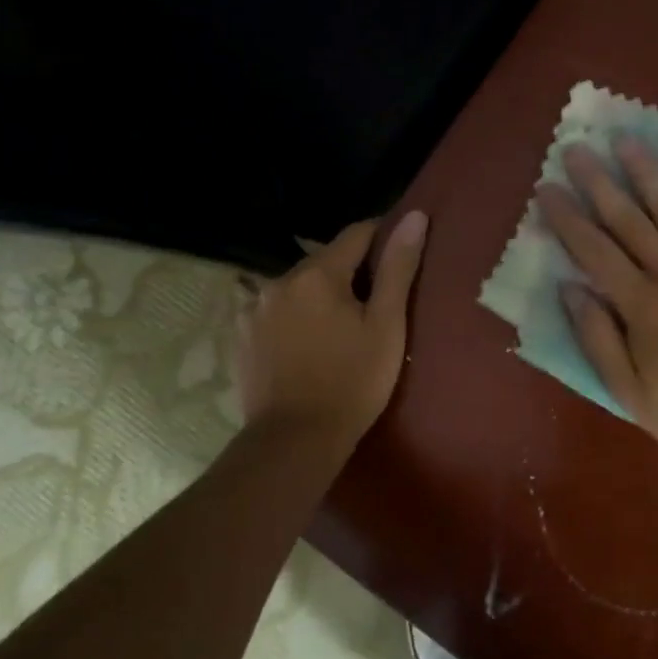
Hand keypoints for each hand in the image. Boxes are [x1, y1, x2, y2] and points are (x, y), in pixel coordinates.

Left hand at [237, 212, 427, 451]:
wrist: (295, 442)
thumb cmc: (352, 382)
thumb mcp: (386, 325)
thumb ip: (399, 267)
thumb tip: (414, 216)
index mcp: (317, 273)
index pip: (356, 234)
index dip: (382, 239)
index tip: (400, 257)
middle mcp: (279, 281)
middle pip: (325, 261)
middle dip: (351, 272)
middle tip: (376, 303)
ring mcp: (255, 309)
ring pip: (300, 286)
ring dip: (321, 294)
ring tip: (342, 326)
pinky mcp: (243, 336)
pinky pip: (278, 311)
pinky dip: (297, 316)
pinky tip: (310, 343)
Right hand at [538, 141, 657, 468]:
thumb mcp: (632, 395)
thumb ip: (598, 340)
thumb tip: (569, 289)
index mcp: (641, 307)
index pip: (594, 252)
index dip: (567, 218)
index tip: (546, 188)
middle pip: (629, 221)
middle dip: (598, 183)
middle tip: (576, 149)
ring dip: (648, 173)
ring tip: (626, 140)